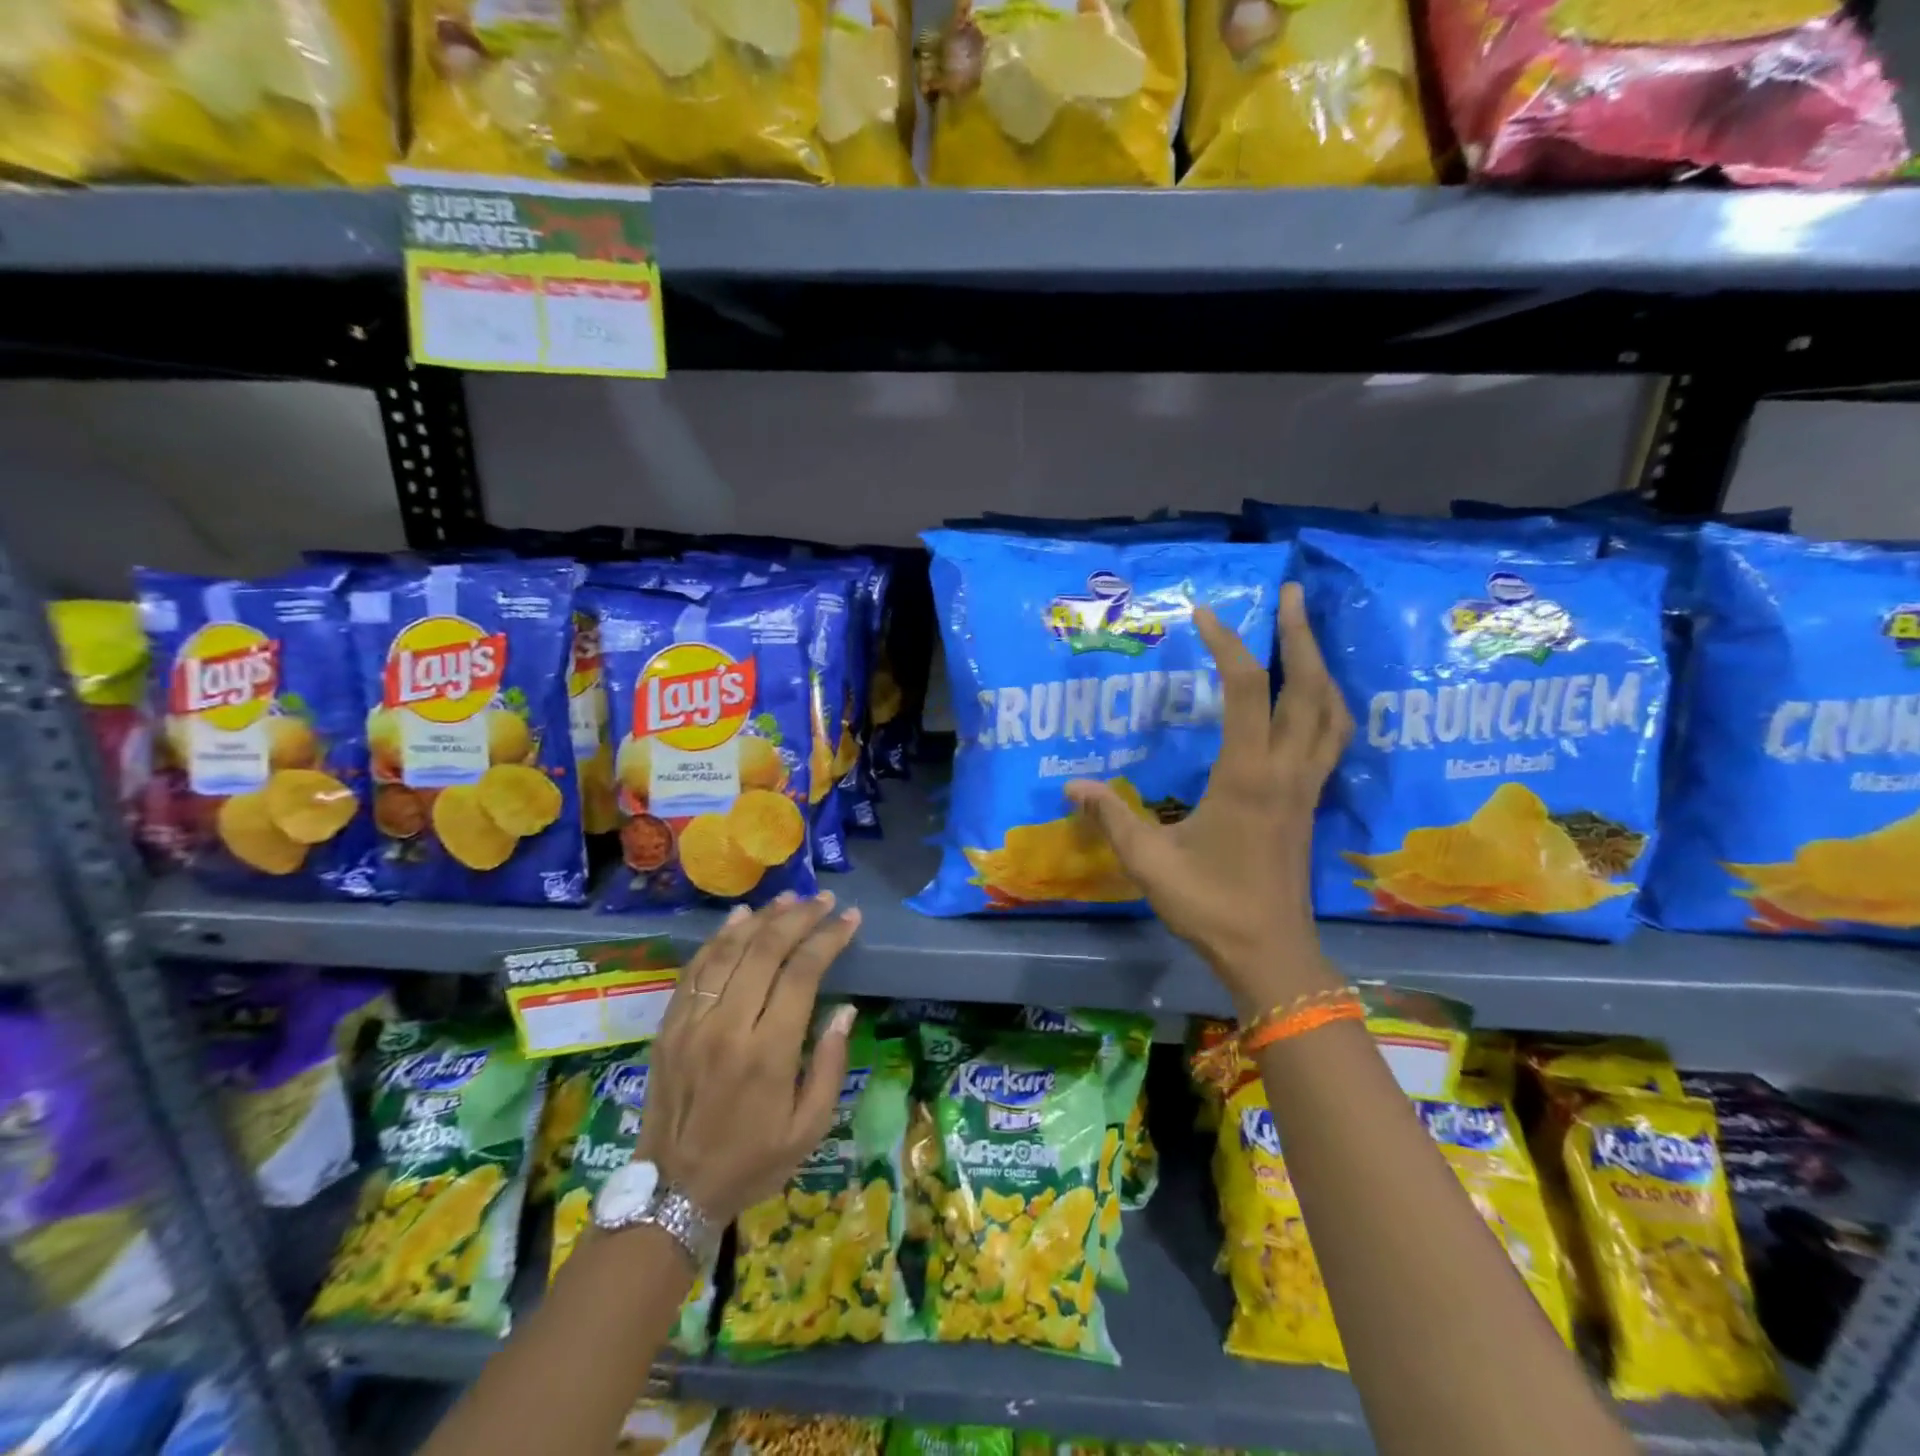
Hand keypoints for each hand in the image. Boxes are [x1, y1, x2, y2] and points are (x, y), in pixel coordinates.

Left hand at [635, 891, 860, 1225]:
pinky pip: (695, 969)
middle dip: (799, 917)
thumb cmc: (752, 1162)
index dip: (828, 938)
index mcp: (767, 1053)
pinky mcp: (668, 1026)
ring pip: (728, 950)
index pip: (802, 973)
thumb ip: (829, 1065)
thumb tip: (845, 1009)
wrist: (673, 1193)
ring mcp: (692, 1023)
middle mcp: (727, 1027)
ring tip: (788, 899)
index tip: (849, 918)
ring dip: (761, 918)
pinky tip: (739, 919)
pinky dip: (719, 938)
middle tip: (823, 900)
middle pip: (765, 950)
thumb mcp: (808, 1129)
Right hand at [1066, 582, 1351, 1018]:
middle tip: (1290, 594)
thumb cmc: (1209, 905)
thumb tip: (1071, 787)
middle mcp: (1286, 771)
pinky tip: (1313, 699)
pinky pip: (1333, 739)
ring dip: (1322, 666)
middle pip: (1309, 688)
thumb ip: (1110, 816)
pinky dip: (1328, 705)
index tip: (1205, 614)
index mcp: (1246, 776)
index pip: (1248, 691)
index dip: (1229, 645)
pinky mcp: (1311, 802)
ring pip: (1333, 712)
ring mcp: (1307, 787)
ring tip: (1305, 635)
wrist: (1269, 953)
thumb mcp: (1148, 860)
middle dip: (1301, 635)